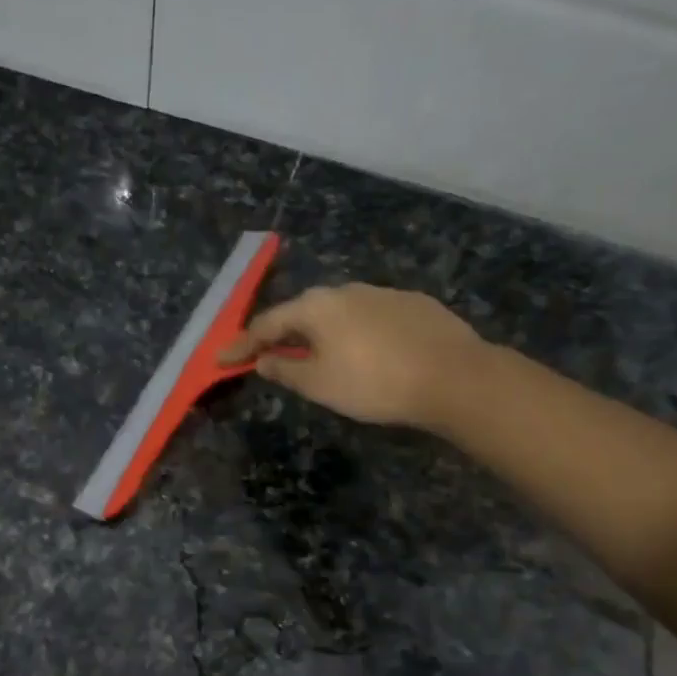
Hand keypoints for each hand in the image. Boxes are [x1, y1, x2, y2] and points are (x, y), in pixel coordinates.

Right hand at [220, 284, 485, 429]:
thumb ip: (285, 371)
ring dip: (321, 332)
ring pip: (339, 312)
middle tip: (268, 354)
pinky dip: (355, 333)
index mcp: (317, 307)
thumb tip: (264, 361)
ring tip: (317, 355)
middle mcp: (346, 290)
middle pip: (303, 312)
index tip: (222, 358)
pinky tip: (366, 351)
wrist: (454, 376)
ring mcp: (383, 293)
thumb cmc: (374, 383)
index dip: (243, 345)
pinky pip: (370, 317)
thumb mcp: (320, 385)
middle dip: (282, 334)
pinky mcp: (414, 304)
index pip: (267, 324)